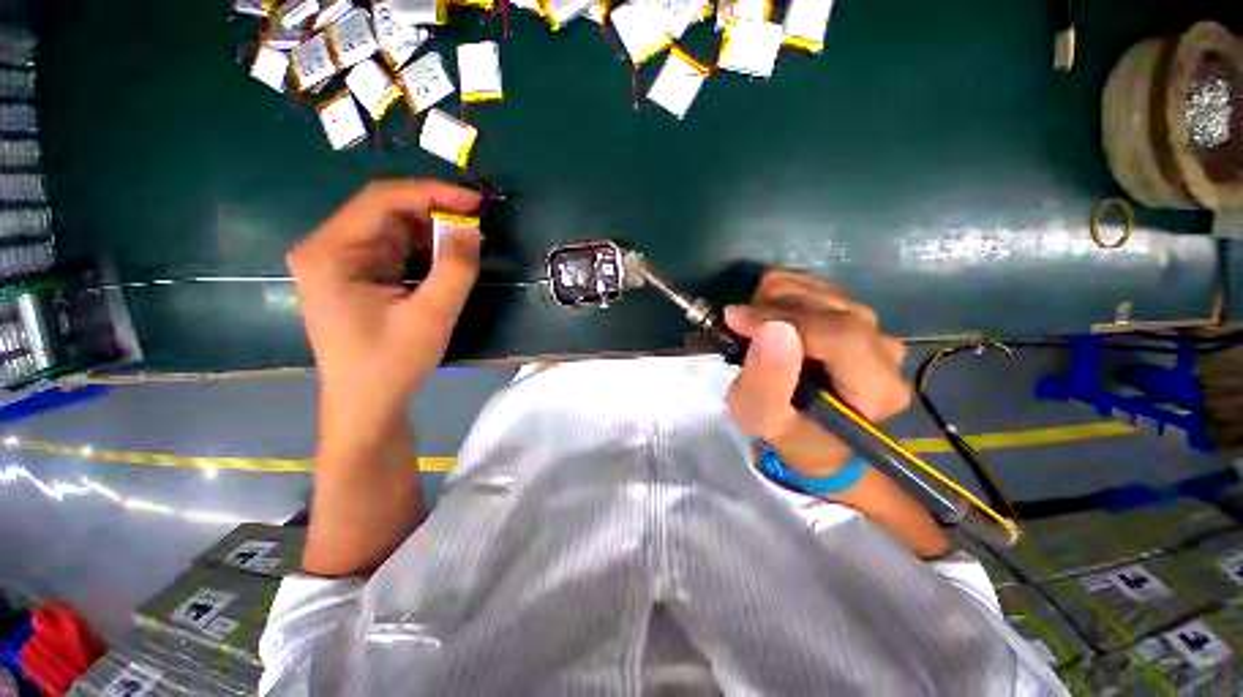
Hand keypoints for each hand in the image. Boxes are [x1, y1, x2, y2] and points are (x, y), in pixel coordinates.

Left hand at [288, 180, 481, 439]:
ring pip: (393, 230)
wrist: (367, 405)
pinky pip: (394, 250)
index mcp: (331, 252)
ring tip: (467, 243)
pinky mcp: (356, 276)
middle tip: (476, 223)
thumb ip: (455, 269)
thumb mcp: (432, 316)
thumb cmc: (392, 363)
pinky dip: (424, 251)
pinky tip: (448, 260)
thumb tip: (472, 229)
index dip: (431, 193)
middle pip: (385, 211)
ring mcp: (340, 262)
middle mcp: (328, 248)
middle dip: (433, 213)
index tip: (474, 200)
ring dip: (432, 233)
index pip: (381, 200)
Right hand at [724, 270, 908, 473]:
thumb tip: (773, 328)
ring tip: (751, 321)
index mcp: (877, 389)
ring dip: (776, 299)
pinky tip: (766, 311)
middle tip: (738, 321)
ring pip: (824, 291)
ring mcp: (875, 330)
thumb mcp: (760, 416)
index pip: (840, 336)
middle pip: (832, 307)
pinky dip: (784, 292)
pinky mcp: (856, 317)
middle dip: (775, 307)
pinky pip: (820, 288)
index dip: (785, 319)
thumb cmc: (784, 429)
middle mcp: (885, 352)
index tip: (736, 319)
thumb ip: (766, 380)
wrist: (806, 430)